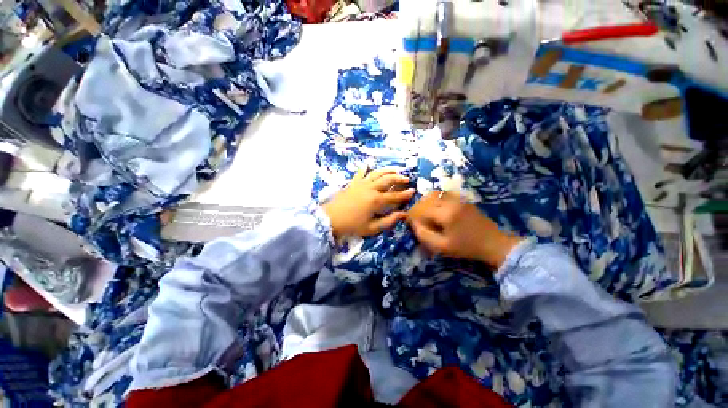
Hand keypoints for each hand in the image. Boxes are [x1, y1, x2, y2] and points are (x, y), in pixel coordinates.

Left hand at [323, 168, 415, 239]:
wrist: (330, 219)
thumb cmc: (352, 225)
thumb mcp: (372, 228)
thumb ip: (388, 221)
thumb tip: (403, 214)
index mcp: (376, 200)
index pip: (395, 196)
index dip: (405, 194)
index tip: (413, 190)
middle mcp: (371, 188)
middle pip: (388, 180)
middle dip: (399, 178)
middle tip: (406, 179)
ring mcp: (361, 184)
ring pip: (377, 173)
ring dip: (387, 170)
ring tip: (394, 169)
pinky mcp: (352, 183)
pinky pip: (360, 173)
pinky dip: (364, 168)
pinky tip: (368, 165)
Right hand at [407, 191, 521, 268]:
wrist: (493, 243)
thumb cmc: (466, 247)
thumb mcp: (442, 247)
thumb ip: (424, 235)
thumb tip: (413, 224)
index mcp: (446, 214)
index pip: (421, 210)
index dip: (412, 215)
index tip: (408, 222)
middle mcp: (451, 202)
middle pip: (426, 199)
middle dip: (417, 208)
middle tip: (414, 218)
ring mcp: (458, 199)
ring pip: (434, 194)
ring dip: (425, 202)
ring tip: (423, 213)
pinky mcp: (463, 199)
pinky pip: (444, 194)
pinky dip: (435, 199)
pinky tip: (435, 208)